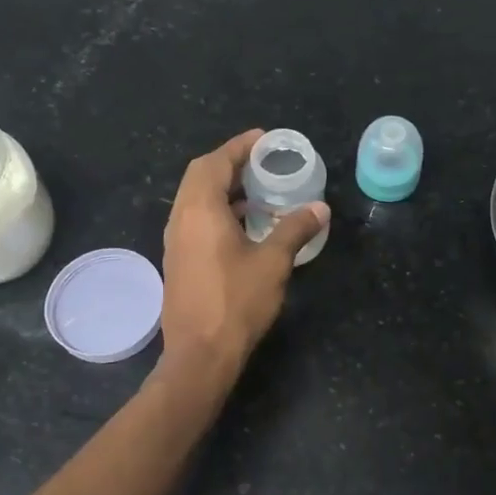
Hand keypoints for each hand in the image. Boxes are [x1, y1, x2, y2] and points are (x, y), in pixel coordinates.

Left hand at [156, 129, 328, 392]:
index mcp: (200, 210)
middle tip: (261, 163)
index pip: (215, 162)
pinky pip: (194, 220)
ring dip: (222, 188)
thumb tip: (320, 208)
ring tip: (257, 191)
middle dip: (229, 163)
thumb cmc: (236, 302)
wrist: (200, 355)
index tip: (263, 139)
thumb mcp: (273, 262)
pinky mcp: (178, 260)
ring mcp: (175, 241)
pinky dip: (217, 210)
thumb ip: (295, 229)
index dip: (238, 146)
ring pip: (194, 199)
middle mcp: (180, 218)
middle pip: (200, 176)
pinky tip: (243, 225)